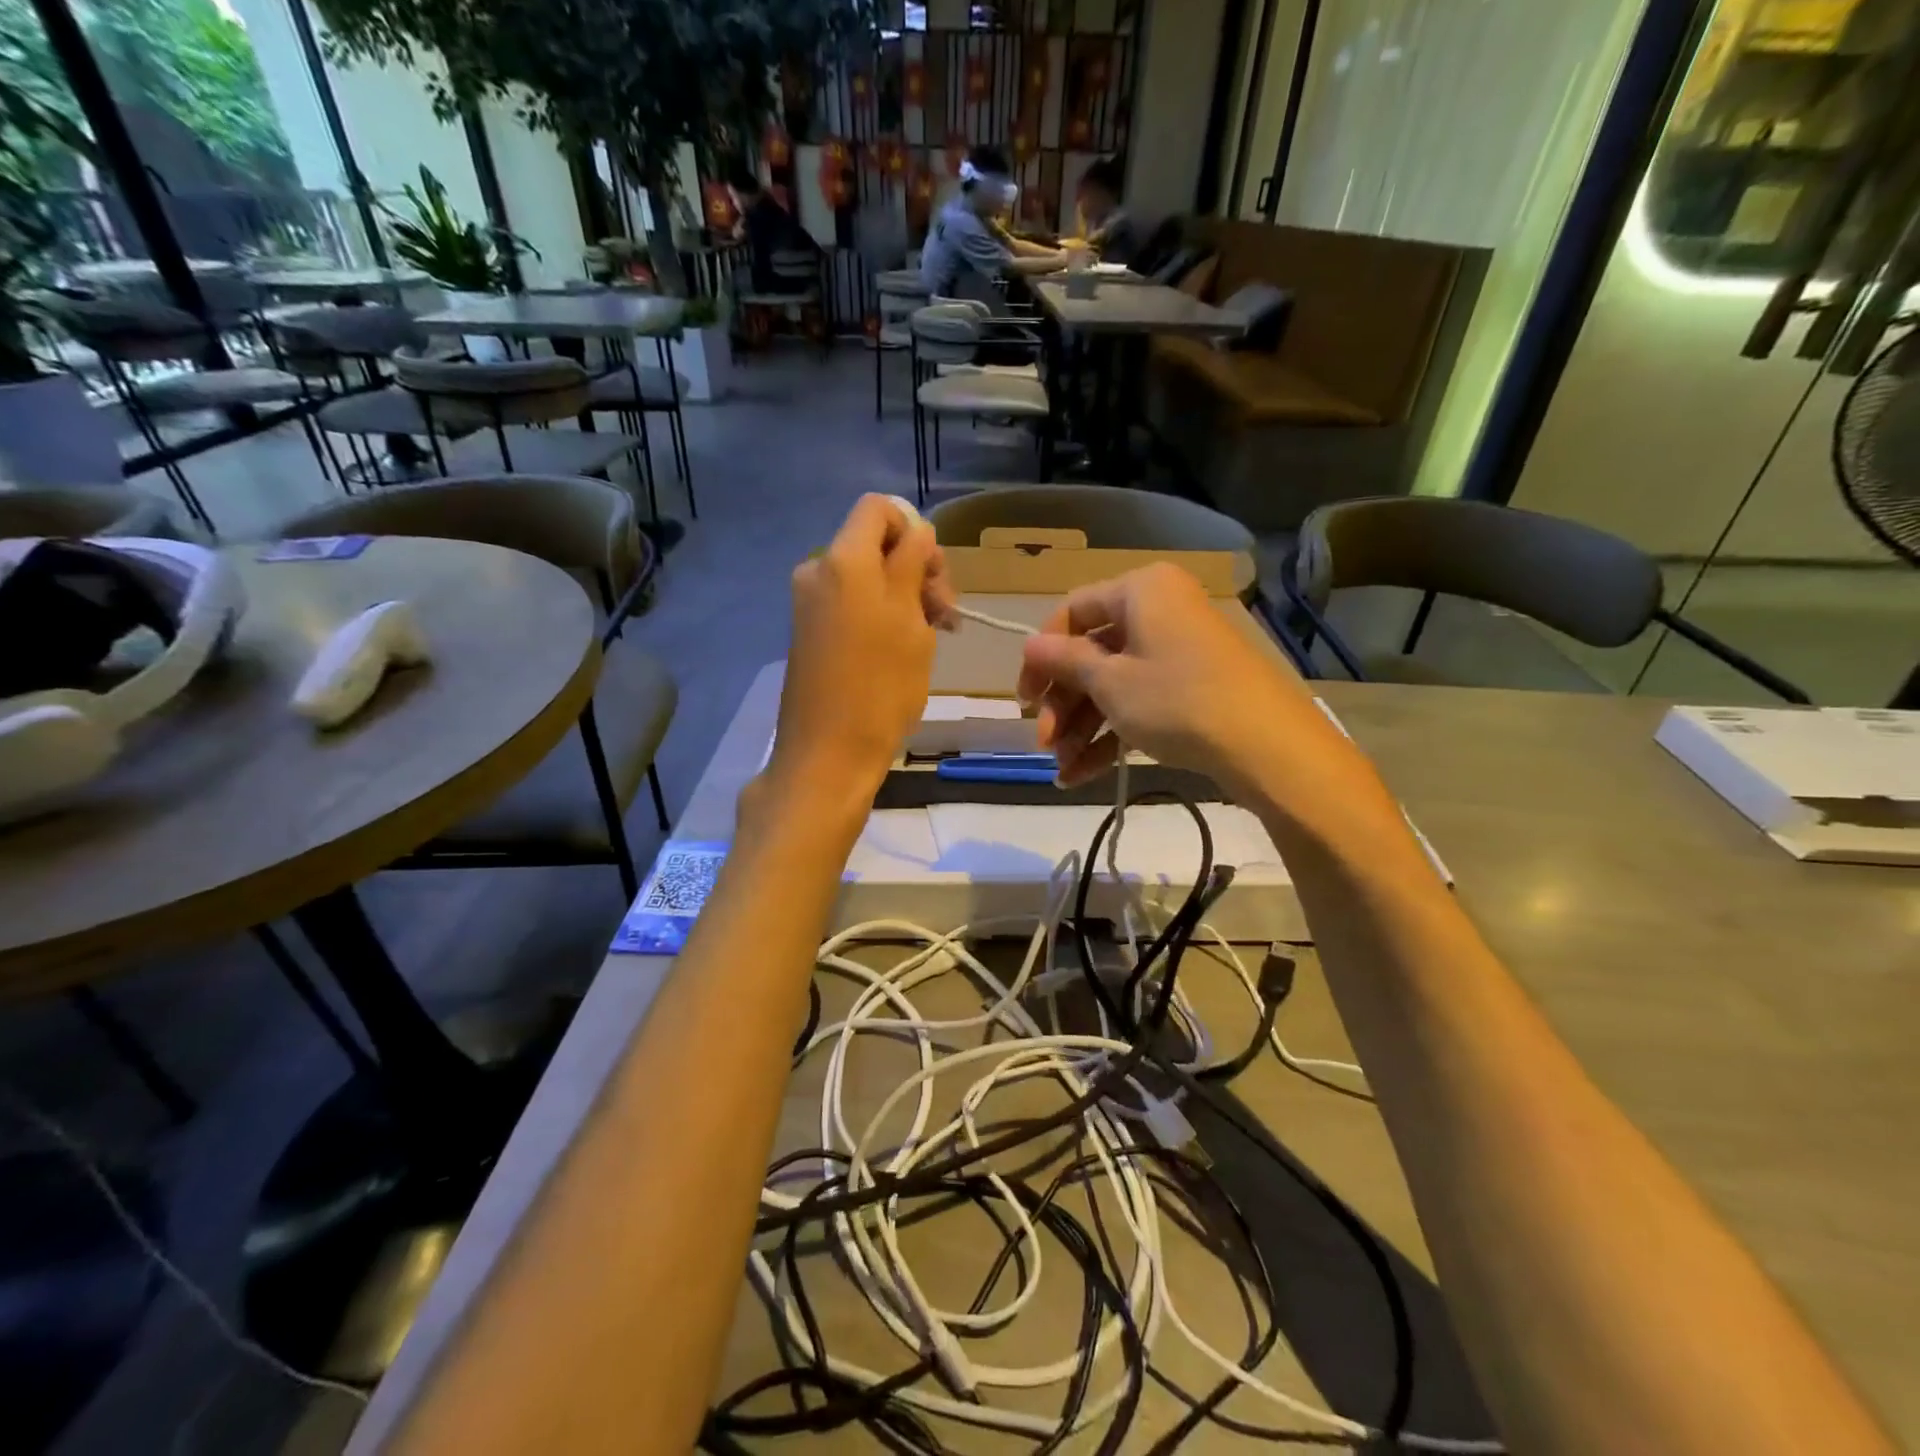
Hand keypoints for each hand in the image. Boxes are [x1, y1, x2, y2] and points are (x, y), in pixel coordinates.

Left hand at [766, 496, 949, 807]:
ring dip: (903, 595)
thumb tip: (917, 532)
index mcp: (844, 560)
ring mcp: (809, 603)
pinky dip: (879, 614)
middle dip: (915, 568)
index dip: (915, 531)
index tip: (935, 577)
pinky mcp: (809, 631)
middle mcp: (818, 570)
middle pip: (874, 543)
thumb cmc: (880, 688)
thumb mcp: (911, 623)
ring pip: (866, 577)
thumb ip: (913, 566)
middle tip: (945, 615)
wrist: (828, 755)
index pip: (880, 508)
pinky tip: (902, 649)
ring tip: (931, 636)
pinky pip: (850, 603)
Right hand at [1016, 563, 1355, 800]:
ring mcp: (1177, 652)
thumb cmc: (1177, 699)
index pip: (1072, 612)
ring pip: (1113, 685)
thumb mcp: (1110, 682)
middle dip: (1062, 704)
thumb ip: (1064, 661)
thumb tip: (1029, 645)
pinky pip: (1139, 703)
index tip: (1024, 698)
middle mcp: (1159, 611)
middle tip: (1042, 742)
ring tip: (1060, 769)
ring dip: (1081, 728)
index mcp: (1140, 590)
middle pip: (1092, 654)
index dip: (1041, 656)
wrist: (1268, 746)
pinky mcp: (1191, 688)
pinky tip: (1080, 775)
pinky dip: (1111, 736)